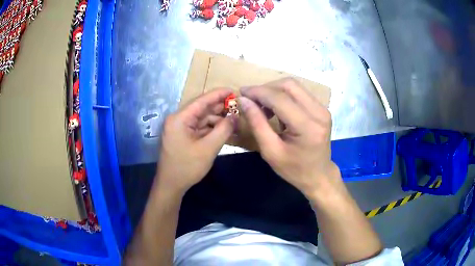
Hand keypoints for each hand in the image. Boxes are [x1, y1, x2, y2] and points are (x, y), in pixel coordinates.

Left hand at [155, 88, 234, 194]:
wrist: (171, 185)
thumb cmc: (187, 167)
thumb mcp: (208, 148)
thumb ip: (223, 129)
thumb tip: (236, 116)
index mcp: (180, 118)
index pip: (202, 100)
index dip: (219, 94)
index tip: (235, 91)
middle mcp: (178, 119)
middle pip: (202, 108)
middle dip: (221, 108)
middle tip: (239, 107)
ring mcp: (180, 127)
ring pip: (202, 118)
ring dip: (218, 119)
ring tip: (235, 120)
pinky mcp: (183, 135)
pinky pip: (200, 127)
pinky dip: (212, 128)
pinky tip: (225, 129)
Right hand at [239, 78, 341, 196]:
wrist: (318, 175)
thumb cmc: (294, 169)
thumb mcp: (271, 151)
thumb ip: (257, 123)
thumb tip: (244, 100)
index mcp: (308, 127)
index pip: (280, 98)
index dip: (258, 92)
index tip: (241, 93)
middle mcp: (319, 112)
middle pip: (289, 85)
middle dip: (266, 89)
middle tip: (251, 101)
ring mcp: (323, 109)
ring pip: (294, 86)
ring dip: (274, 91)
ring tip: (263, 107)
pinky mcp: (322, 109)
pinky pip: (299, 93)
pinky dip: (284, 96)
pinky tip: (276, 109)